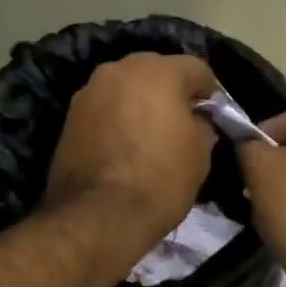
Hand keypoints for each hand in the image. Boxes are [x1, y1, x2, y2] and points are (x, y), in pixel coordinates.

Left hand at [44, 52, 219, 249]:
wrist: (97, 217)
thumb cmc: (159, 181)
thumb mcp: (200, 155)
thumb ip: (202, 126)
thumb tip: (196, 120)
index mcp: (159, 71)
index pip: (197, 69)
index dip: (210, 93)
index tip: (214, 117)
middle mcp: (121, 69)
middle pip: (157, 70)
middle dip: (172, 92)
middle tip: (182, 123)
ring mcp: (91, 90)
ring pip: (127, 87)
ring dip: (141, 102)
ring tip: (151, 135)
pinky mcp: (70, 114)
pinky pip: (106, 106)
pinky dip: (118, 117)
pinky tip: (126, 144)